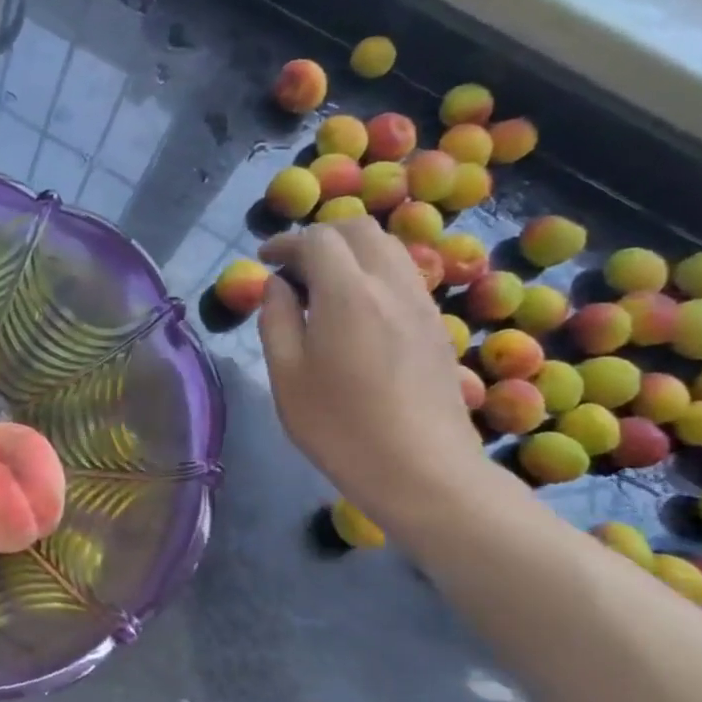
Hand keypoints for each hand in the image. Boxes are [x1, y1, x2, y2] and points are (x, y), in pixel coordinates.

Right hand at [257, 219, 485, 525]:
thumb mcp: (287, 376)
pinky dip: (373, 272)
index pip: (317, 240)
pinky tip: (355, 309)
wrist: (422, 471)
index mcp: (347, 293)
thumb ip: (276, 320)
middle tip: (293, 266)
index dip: (286, 242)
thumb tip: (277, 286)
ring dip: (351, 252)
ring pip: (388, 249)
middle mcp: (390, 285)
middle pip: (359, 230)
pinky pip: (403, 276)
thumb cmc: (339, 427)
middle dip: (321, 237)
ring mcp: (420, 304)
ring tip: (322, 285)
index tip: (265, 260)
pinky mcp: (436, 326)